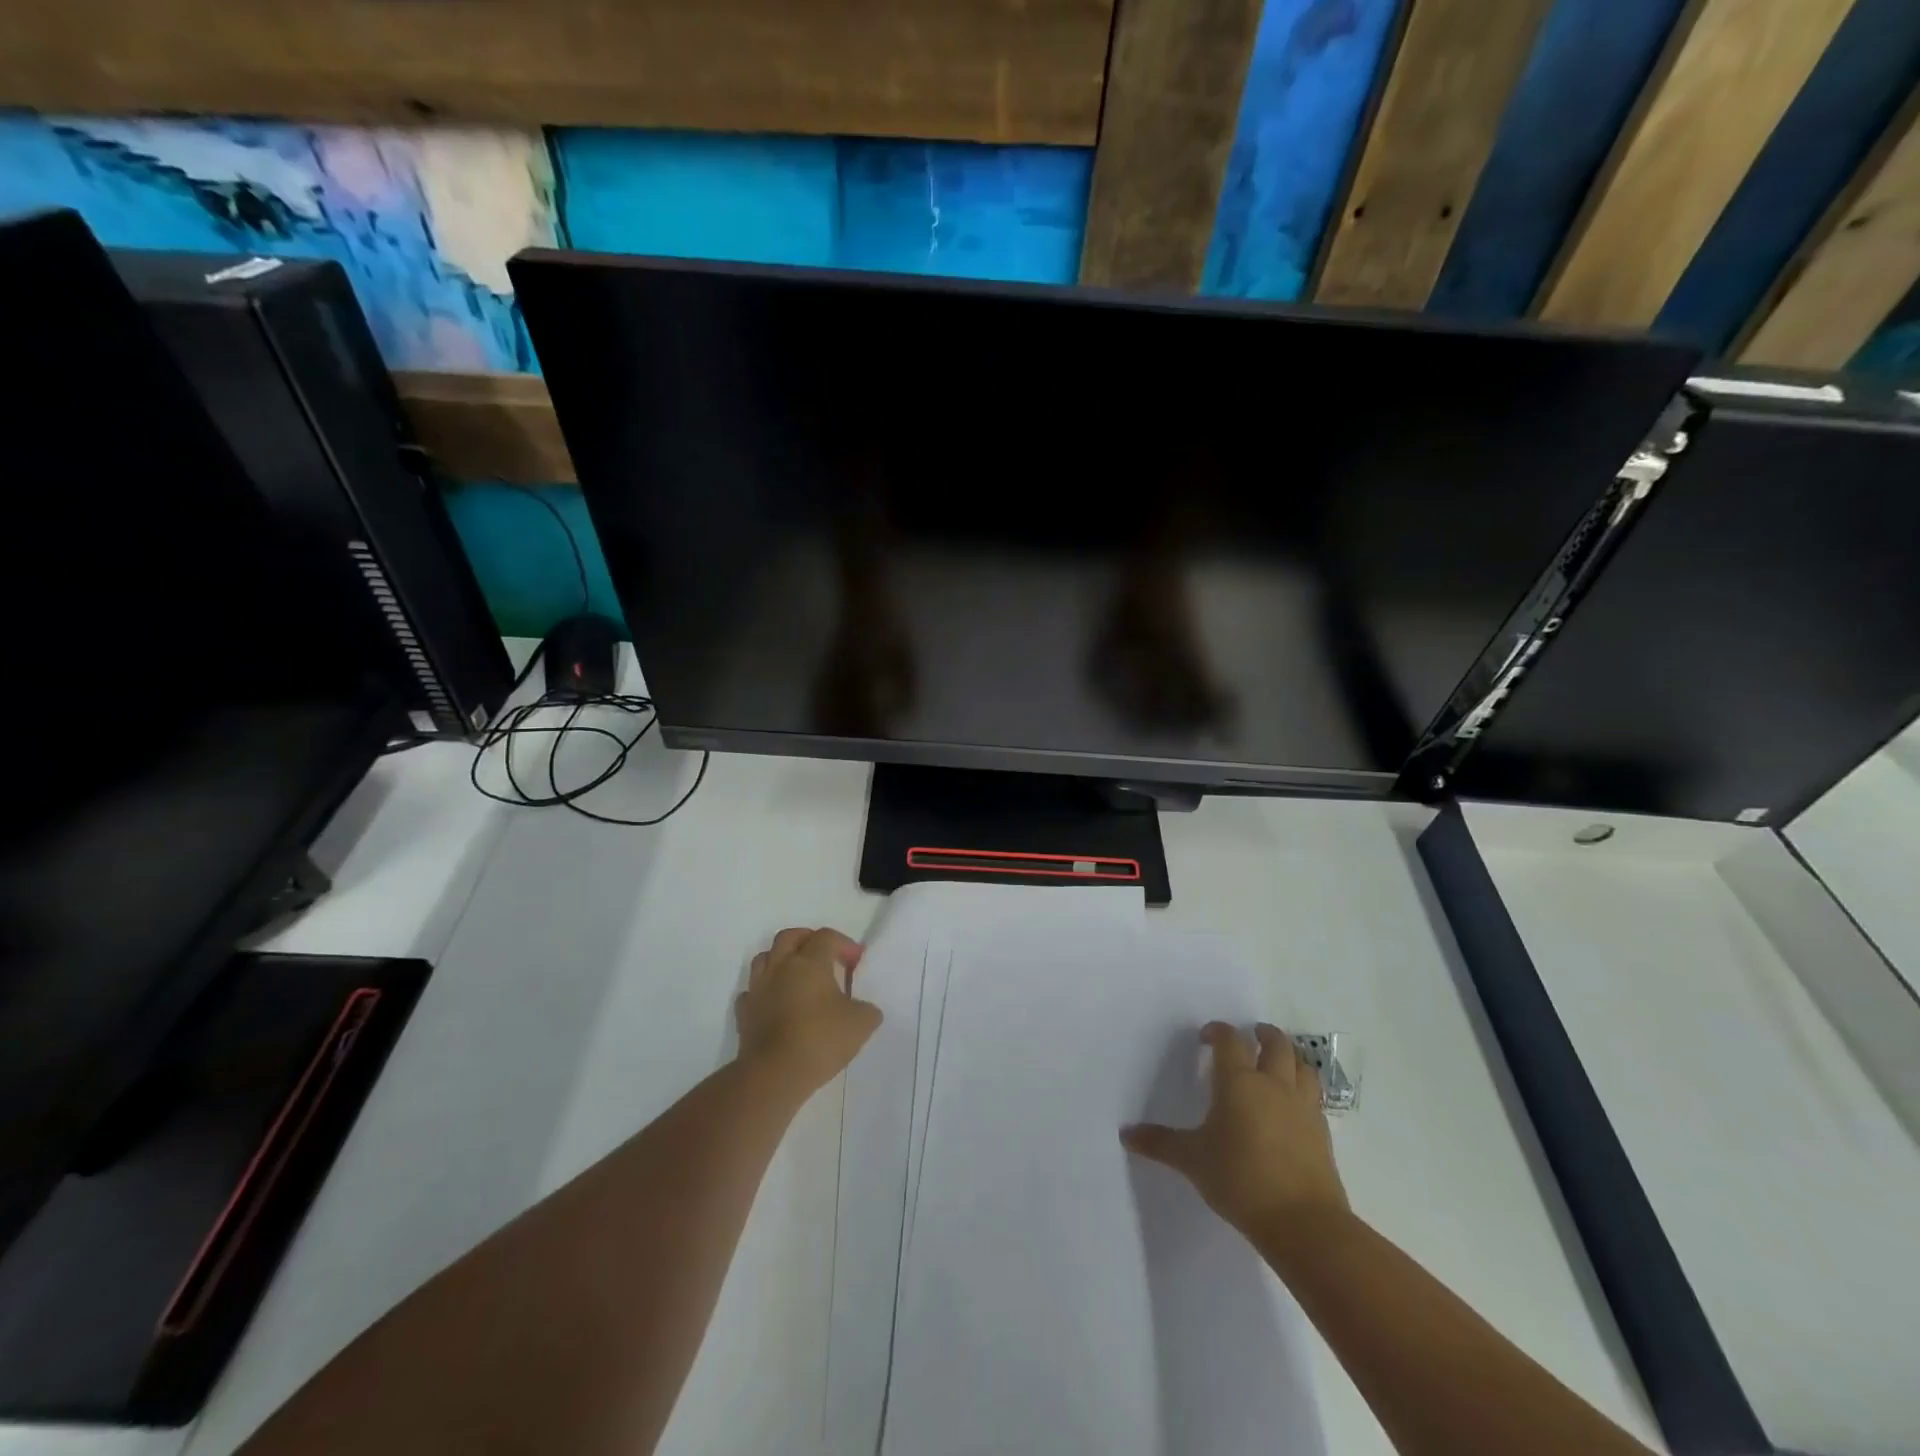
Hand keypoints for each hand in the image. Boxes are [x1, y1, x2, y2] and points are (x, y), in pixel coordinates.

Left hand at [735, 927, 881, 1095]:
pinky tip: (775, 1003)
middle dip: (808, 939)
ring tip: (796, 975)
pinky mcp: (744, 1013)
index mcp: (809, 962)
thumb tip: (864, 1009)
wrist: (774, 1075)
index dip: (844, 944)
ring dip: (781, 960)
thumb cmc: (820, 1040)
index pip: (826, 937)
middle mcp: (780, 967)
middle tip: (823, 954)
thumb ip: (867, 1009)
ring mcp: (758, 989)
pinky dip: (764, 992)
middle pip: (789, 937)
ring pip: (765, 958)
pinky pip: (752, 992)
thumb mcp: (861, 1024)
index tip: (856, 962)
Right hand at [1122, 1022, 1347, 1242]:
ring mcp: (1302, 1107)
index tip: (1206, 1038)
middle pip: (1276, 1043)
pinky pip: (1314, 1097)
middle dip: (1263, 1034)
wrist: (1303, 1223)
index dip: (1217, 1032)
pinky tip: (1292, 1105)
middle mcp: (1273, 1085)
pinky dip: (1303, 1089)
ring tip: (1277, 1062)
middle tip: (1251, 1036)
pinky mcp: (1321, 1132)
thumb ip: (1160, 1143)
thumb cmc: (1240, 1180)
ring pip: (1302, 1065)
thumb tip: (1126, 1134)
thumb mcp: (1192, 1160)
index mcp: (1239, 1082)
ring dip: (1290, 1057)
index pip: (1229, 1040)